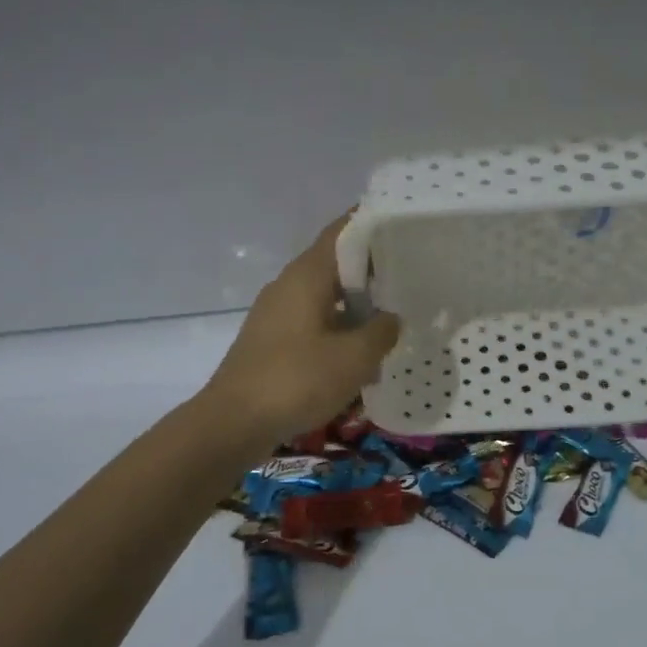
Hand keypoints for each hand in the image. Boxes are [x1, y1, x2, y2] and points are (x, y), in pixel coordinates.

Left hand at [200, 215, 401, 452]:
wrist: (234, 423)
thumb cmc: (297, 380)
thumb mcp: (354, 358)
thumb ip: (381, 332)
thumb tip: (391, 318)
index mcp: (307, 276)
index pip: (342, 232)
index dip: (372, 223)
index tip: (404, 224)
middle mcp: (289, 286)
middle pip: (336, 265)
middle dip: (373, 270)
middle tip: (412, 275)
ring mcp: (278, 315)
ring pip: (327, 298)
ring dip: (358, 306)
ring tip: (395, 318)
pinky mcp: (273, 342)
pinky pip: (315, 325)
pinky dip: (340, 331)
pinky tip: (363, 356)